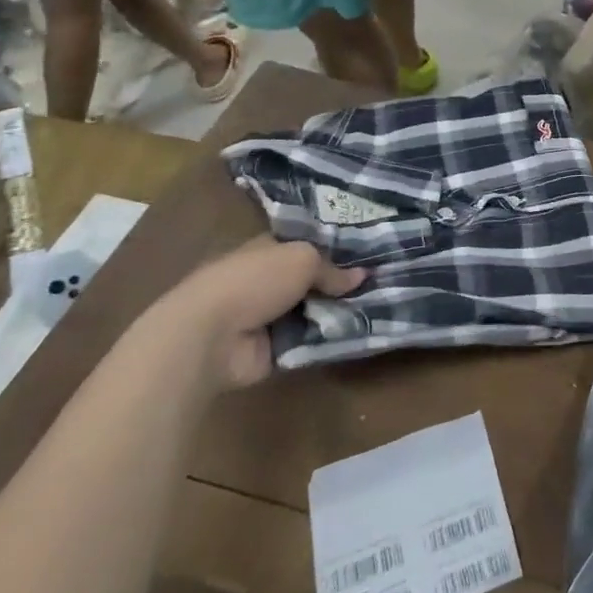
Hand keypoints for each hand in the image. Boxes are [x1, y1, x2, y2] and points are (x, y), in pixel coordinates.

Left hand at [140, 240, 365, 392]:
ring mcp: (270, 316)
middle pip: (314, 279)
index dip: (335, 246)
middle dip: (343, 281)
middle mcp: (269, 280)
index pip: (305, 244)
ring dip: (340, 311)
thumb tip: (361, 277)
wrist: (210, 337)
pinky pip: (310, 339)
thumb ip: (332, 269)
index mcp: (268, 250)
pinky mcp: (273, 349)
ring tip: (382, 305)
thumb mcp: (302, 259)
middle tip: (383, 280)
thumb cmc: (253, 281)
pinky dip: (329, 338)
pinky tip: (361, 331)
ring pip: (315, 309)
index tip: (369, 251)